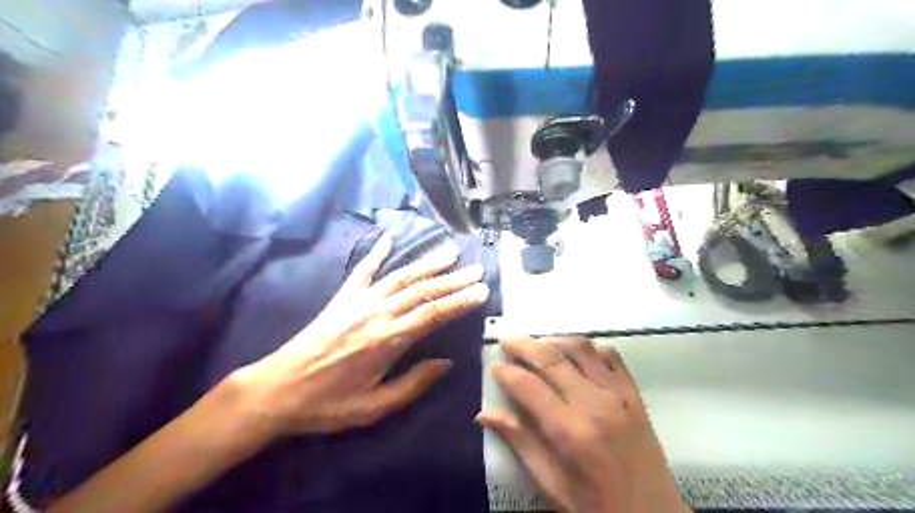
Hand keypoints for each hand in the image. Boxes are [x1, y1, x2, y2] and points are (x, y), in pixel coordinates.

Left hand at [229, 234, 489, 442]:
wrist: (278, 389)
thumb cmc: (328, 404)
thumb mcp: (375, 407)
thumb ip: (413, 383)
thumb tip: (445, 362)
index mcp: (388, 340)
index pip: (434, 314)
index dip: (460, 301)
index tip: (482, 291)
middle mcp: (377, 313)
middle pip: (422, 290)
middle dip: (453, 279)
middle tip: (476, 269)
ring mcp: (359, 301)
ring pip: (401, 276)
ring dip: (427, 264)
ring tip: (450, 253)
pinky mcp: (342, 297)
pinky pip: (363, 270)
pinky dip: (377, 252)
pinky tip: (388, 237)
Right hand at [482, 337, 690, 512]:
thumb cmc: (597, 507)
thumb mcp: (553, 485)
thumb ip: (520, 443)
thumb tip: (485, 414)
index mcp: (571, 432)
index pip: (530, 387)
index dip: (507, 372)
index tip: (495, 366)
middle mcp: (595, 404)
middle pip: (553, 359)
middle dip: (525, 345)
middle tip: (507, 340)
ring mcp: (619, 395)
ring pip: (582, 349)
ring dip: (555, 340)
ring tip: (537, 343)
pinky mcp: (635, 394)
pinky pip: (611, 356)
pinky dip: (589, 348)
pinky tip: (575, 353)